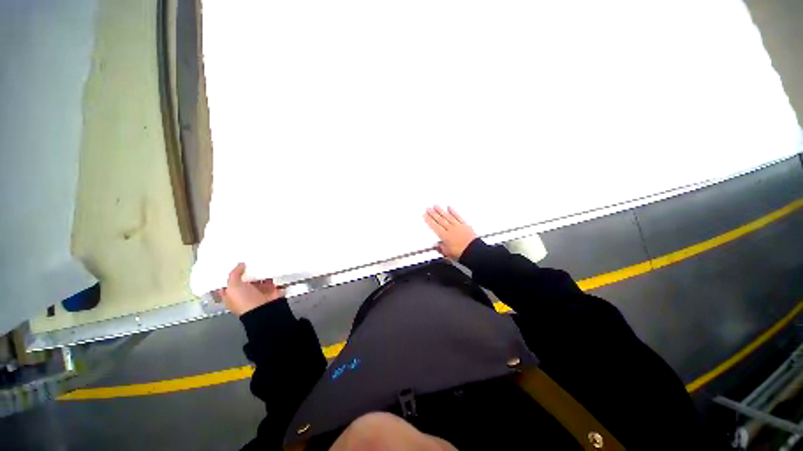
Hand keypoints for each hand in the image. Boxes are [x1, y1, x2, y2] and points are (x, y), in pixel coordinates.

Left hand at [220, 263, 284, 315]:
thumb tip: (240, 266)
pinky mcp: (269, 295)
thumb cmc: (244, 302)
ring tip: (258, 265)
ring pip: (257, 281)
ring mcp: (257, 297)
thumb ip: (234, 273)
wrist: (263, 312)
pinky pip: (270, 283)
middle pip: (243, 282)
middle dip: (245, 272)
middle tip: (246, 263)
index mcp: (231, 298)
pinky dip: (270, 278)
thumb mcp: (232, 284)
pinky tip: (268, 271)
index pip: (227, 286)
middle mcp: (244, 298)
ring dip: (259, 274)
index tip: (229, 266)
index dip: (227, 277)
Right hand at [424, 206, 476, 260]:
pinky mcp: (465, 225)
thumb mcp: (448, 254)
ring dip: (441, 211)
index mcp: (445, 237)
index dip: (429, 221)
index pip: (435, 227)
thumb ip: (440, 248)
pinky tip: (450, 208)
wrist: (474, 252)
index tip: (425, 216)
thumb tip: (435, 245)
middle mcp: (451, 230)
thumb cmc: (462, 254)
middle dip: (433, 214)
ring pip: (447, 217)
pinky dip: (453, 212)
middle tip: (428, 208)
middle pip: (440, 220)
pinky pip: (458, 216)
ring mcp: (458, 226)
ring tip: (436, 206)